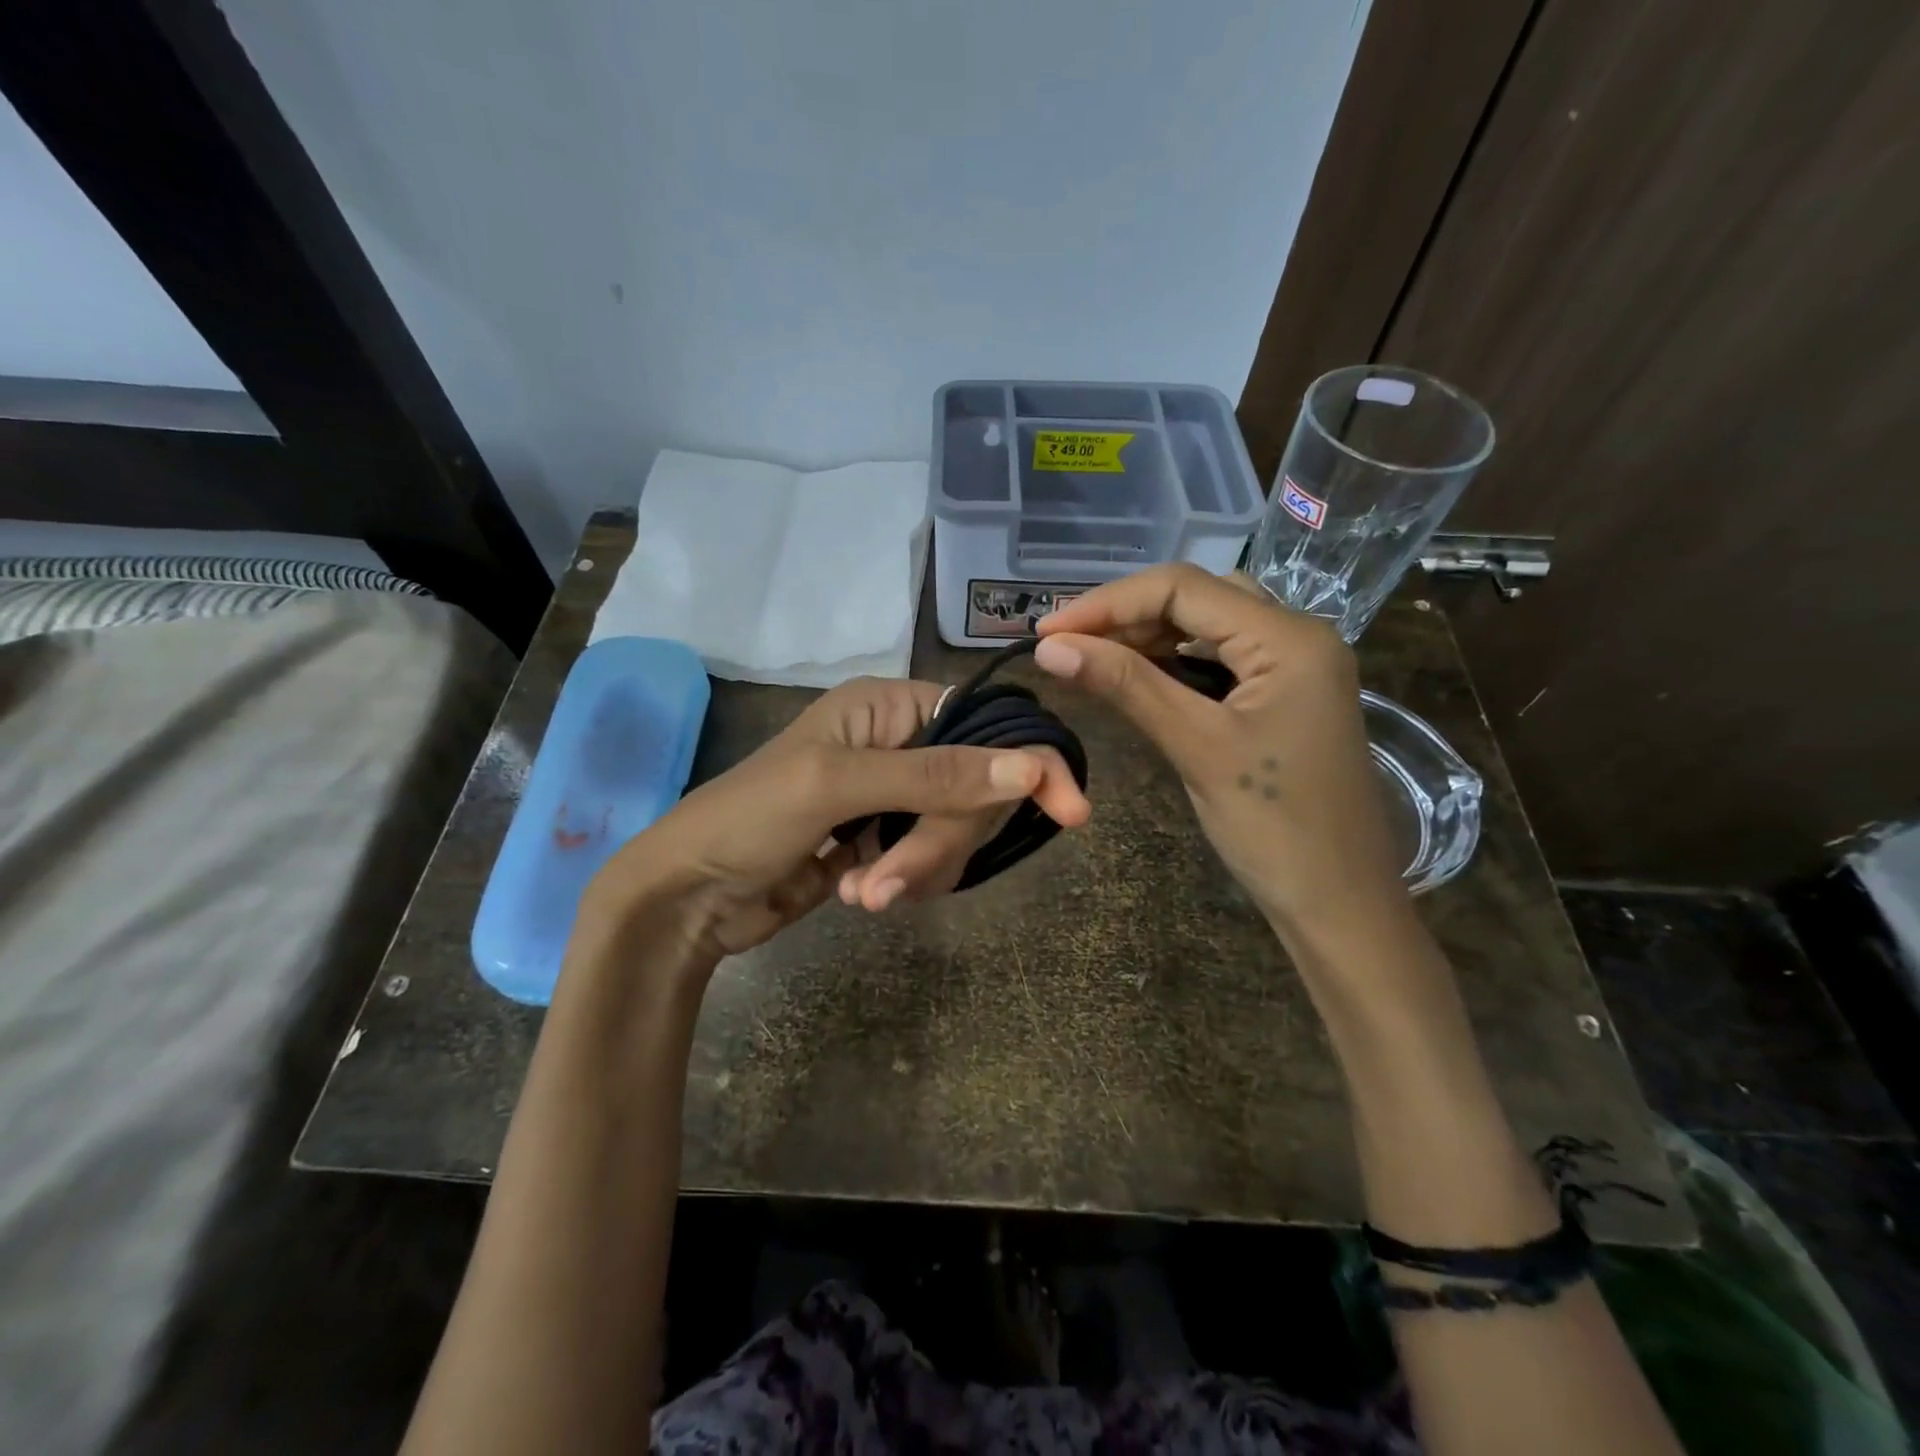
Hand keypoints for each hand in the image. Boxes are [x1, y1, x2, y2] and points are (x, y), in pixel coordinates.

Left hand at [578, 676, 1089, 964]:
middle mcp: (900, 741)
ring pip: (955, 830)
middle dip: (939, 839)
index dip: (1025, 764)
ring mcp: (893, 795)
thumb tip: (1031, 765)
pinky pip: (930, 858)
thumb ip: (935, 775)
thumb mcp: (838, 787)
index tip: (1071, 811)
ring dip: (916, 868)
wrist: (689, 895)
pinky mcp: (885, 840)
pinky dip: (906, 881)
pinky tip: (859, 893)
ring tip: (864, 892)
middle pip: (974, 787)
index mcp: (889, 705)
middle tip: (891, 876)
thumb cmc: (749, 818)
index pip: (984, 725)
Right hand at [1034, 564, 1404, 936]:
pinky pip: (1221, 657)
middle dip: (1125, 614)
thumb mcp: (1196, 747)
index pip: (1182, 588)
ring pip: (1207, 625)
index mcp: (1289, 638)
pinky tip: (1137, 675)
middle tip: (1064, 642)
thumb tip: (1051, 647)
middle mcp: (1298, 635)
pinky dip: (1173, 660)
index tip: (1048, 629)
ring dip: (1146, 635)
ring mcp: (1295, 665)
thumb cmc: (1275, 828)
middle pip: (1196, 597)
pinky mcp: (1285, 694)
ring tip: (1089, 656)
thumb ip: (1126, 685)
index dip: (1107, 603)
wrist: (1339, 903)